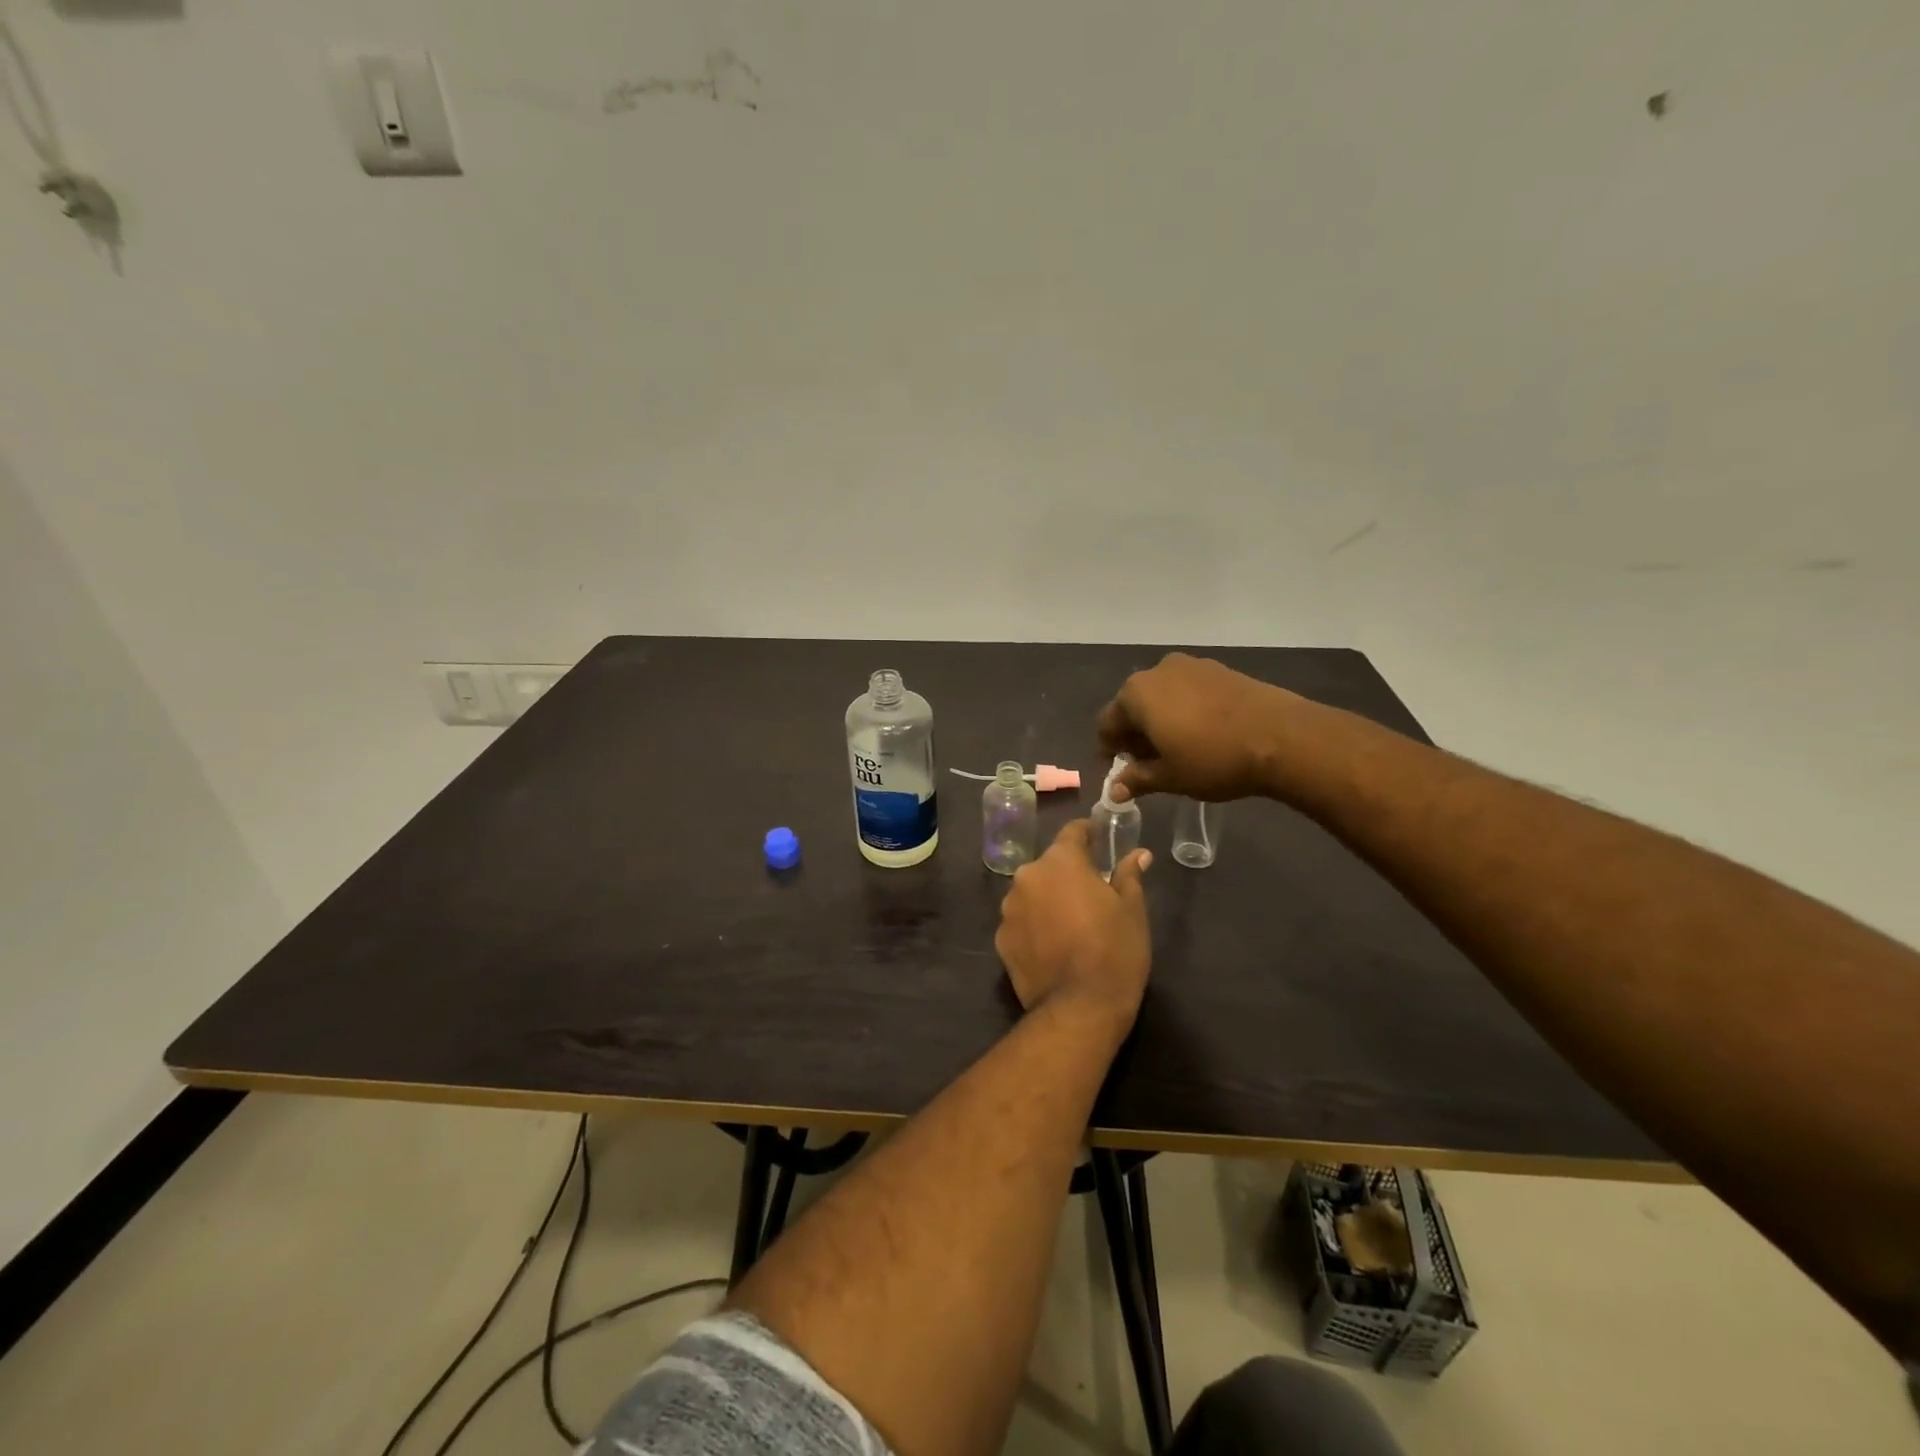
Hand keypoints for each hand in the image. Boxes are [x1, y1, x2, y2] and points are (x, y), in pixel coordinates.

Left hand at [994, 820, 1152, 1033]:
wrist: (1079, 1008)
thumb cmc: (1114, 951)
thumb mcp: (1132, 910)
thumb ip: (1129, 875)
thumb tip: (1138, 854)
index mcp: (1060, 862)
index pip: (1072, 832)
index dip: (1087, 833)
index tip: (1098, 839)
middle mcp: (1028, 877)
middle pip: (1049, 865)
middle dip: (1067, 873)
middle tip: (1090, 892)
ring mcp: (1009, 909)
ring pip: (1032, 893)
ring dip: (1048, 899)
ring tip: (1070, 923)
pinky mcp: (1001, 939)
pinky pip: (1021, 921)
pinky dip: (1034, 926)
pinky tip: (1052, 946)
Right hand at [1096, 652, 1297, 801]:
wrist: (1282, 737)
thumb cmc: (1213, 759)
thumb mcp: (1170, 777)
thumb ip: (1138, 779)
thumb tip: (1114, 789)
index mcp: (1136, 694)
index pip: (1107, 722)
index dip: (1109, 749)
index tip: (1118, 770)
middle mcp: (1157, 671)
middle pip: (1134, 705)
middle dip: (1135, 733)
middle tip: (1147, 763)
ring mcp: (1191, 666)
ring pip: (1162, 696)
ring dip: (1160, 721)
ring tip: (1176, 749)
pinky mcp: (1220, 669)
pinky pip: (1189, 691)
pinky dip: (1185, 710)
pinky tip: (1201, 733)